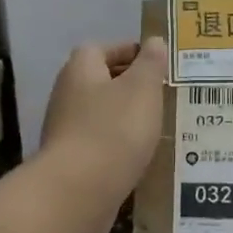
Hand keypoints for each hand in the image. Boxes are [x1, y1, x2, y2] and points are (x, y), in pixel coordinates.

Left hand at [38, 38, 168, 232]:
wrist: (79, 191)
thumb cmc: (114, 130)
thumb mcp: (142, 89)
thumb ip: (151, 63)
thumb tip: (154, 41)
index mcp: (81, 69)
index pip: (102, 48)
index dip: (130, 53)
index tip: (158, 65)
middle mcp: (67, 95)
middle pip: (101, 82)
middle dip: (132, 87)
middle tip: (165, 95)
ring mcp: (66, 130)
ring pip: (102, 115)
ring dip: (127, 119)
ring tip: (160, 126)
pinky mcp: (72, 162)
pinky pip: (101, 144)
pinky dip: (120, 146)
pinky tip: (142, 156)